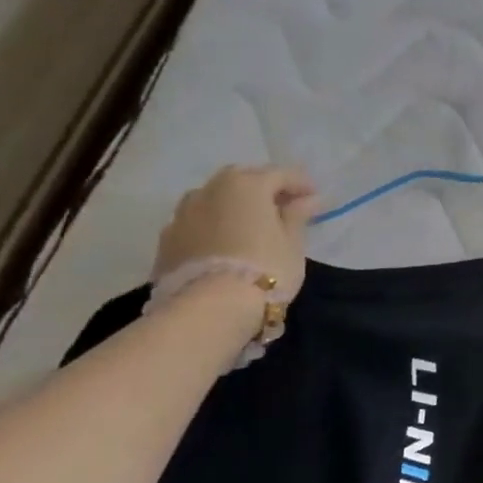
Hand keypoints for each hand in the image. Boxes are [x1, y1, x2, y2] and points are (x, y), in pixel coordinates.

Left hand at [153, 166, 318, 299]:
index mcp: (246, 184)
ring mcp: (183, 213)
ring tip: (248, 225)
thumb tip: (309, 199)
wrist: (209, 308)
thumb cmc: (265, 268)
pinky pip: (196, 222)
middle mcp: (211, 190)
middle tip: (282, 207)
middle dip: (263, 188)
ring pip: (213, 198)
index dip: (301, 184)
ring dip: (232, 204)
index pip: (280, 174)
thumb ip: (298, 215)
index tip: (315, 198)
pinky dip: (212, 225)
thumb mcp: (292, 242)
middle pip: (242, 179)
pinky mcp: (167, 239)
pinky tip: (223, 243)